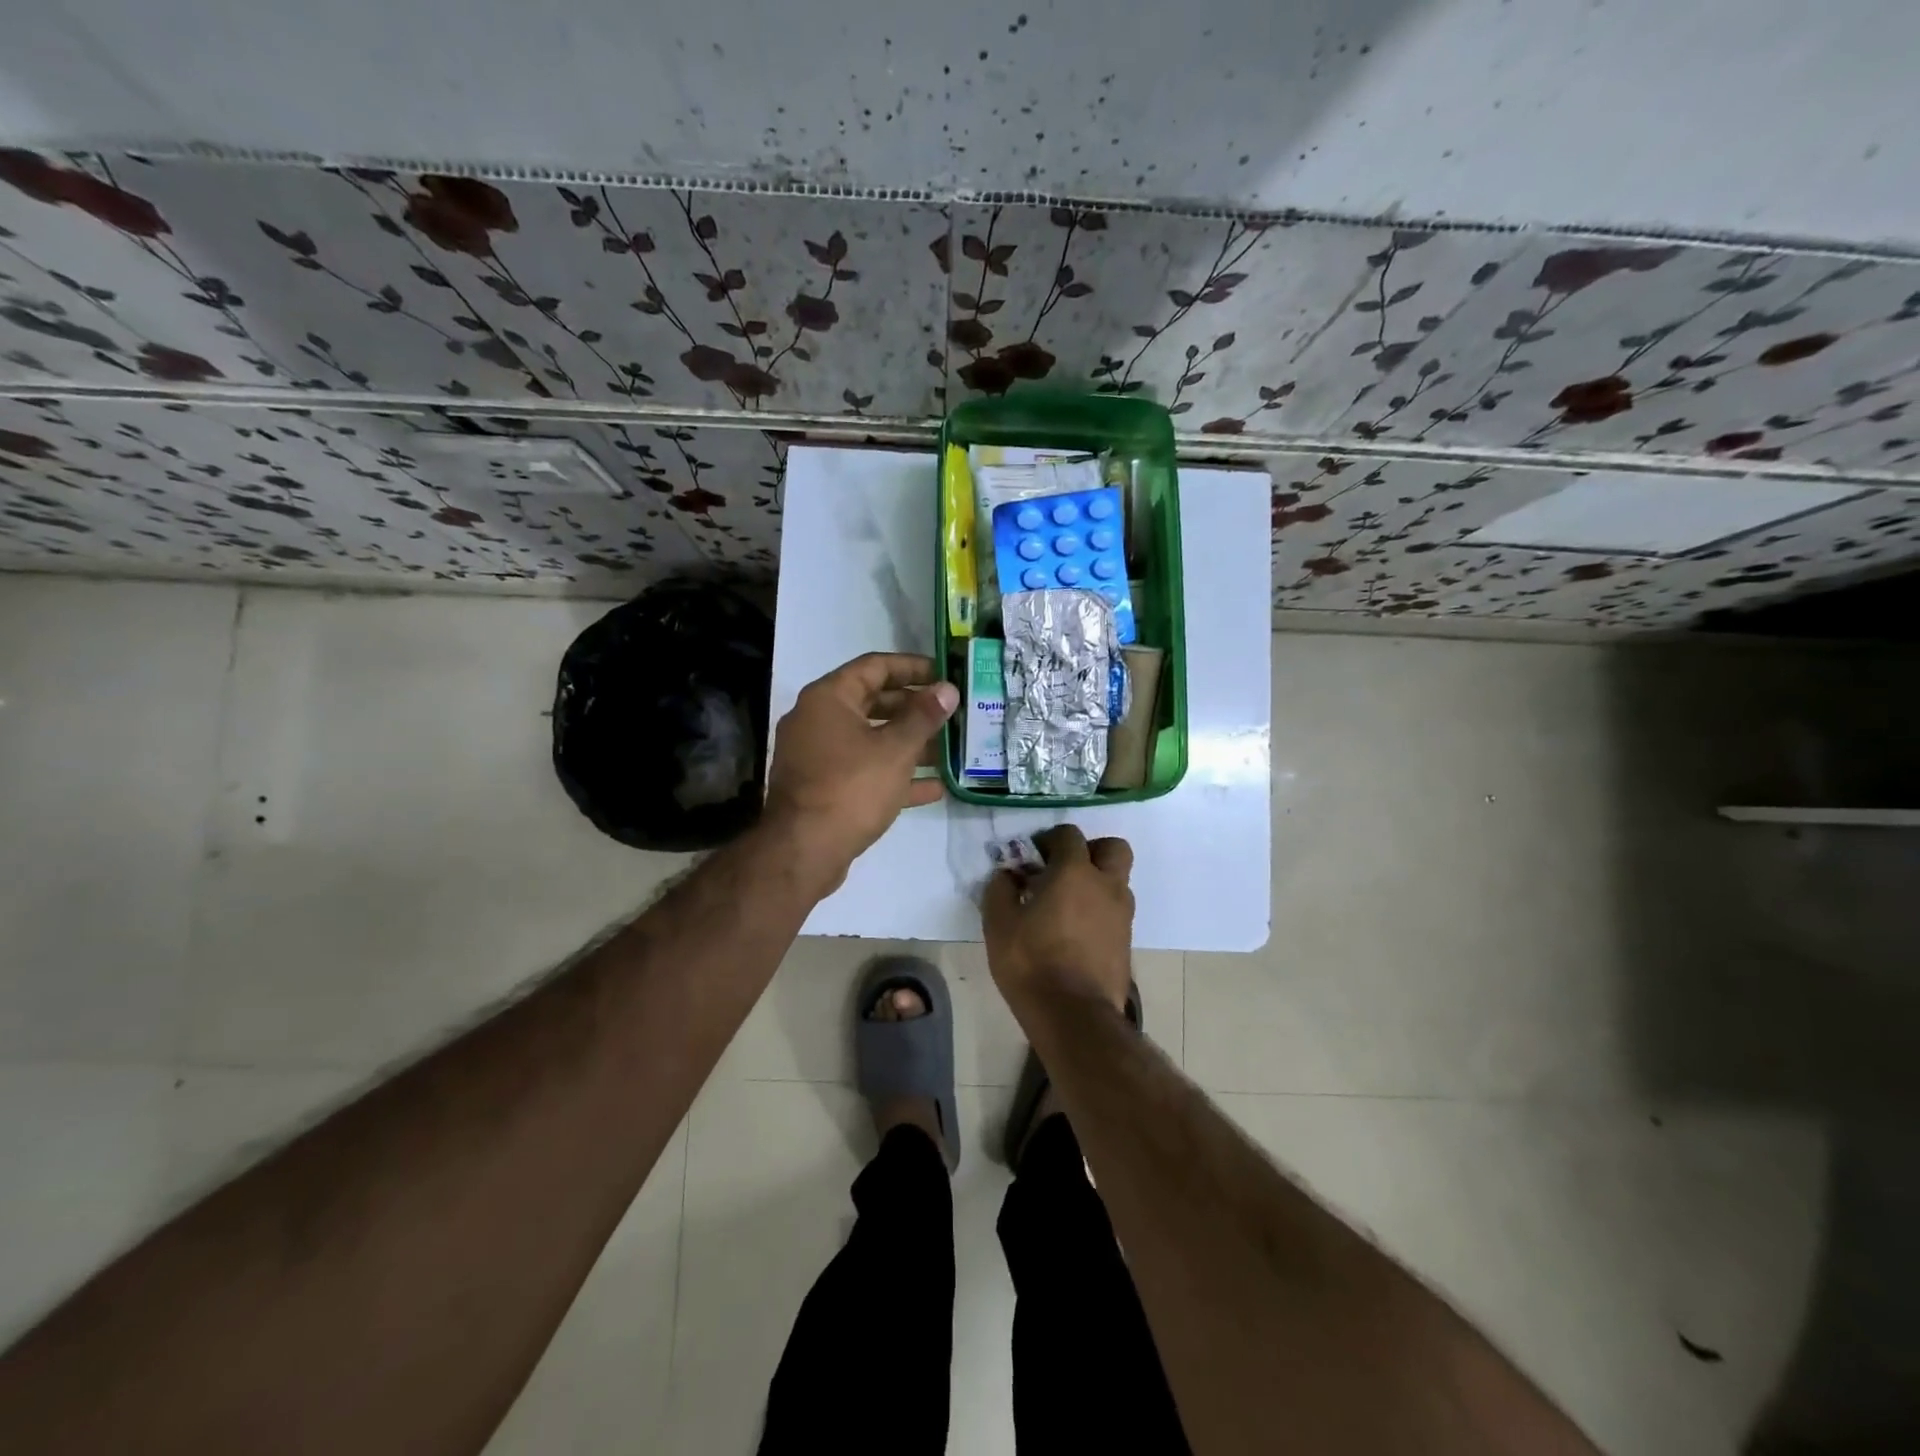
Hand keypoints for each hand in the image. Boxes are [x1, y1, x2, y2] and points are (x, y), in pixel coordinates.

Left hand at [763, 652, 957, 889]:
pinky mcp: (824, 788)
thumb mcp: (896, 749)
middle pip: (873, 703)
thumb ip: (924, 717)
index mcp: (829, 698)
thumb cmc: (851, 788)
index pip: (875, 666)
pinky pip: (864, 771)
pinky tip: (934, 788)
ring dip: (910, 744)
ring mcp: (819, 756)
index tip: (945, 674)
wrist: (803, 851)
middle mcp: (818, 720)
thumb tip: (948, 688)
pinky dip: (895, 775)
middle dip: (914, 709)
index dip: (913, 667)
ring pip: (871, 740)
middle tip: (951, 713)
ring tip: (950, 749)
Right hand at [982, 825, 1134, 1019]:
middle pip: (1112, 848)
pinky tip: (1075, 930)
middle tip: (1064, 869)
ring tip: (1066, 904)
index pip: (1069, 835)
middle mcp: (1106, 885)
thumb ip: (1000, 889)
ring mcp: (1122, 914)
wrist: (1074, 1015)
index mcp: (1075, 872)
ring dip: (1096, 882)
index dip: (1049, 839)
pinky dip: (1099, 910)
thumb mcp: (999, 923)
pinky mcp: (1126, 941)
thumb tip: (1006, 875)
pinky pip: (1115, 911)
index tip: (1032, 857)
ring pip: (1117, 881)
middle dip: (1090, 851)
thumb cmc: (1032, 962)